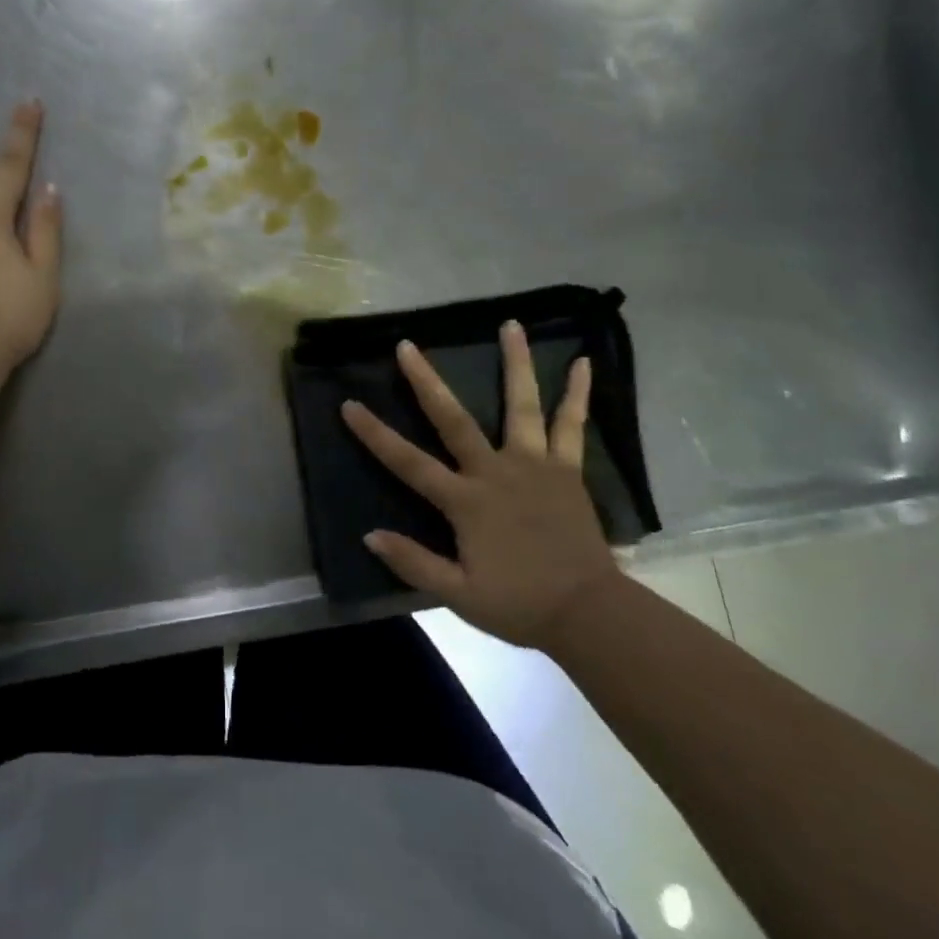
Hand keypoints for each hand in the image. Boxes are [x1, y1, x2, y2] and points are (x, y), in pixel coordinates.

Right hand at [340, 323, 624, 651]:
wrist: (589, 614)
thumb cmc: (520, 604)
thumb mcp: (460, 595)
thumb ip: (414, 563)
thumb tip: (369, 535)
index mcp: (466, 500)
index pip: (409, 462)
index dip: (375, 434)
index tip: (349, 404)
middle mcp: (496, 471)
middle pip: (454, 419)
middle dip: (426, 381)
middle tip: (406, 346)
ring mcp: (534, 465)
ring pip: (521, 405)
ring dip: (516, 363)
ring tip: (511, 324)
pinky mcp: (566, 470)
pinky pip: (572, 426)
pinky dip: (578, 394)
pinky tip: (585, 363)